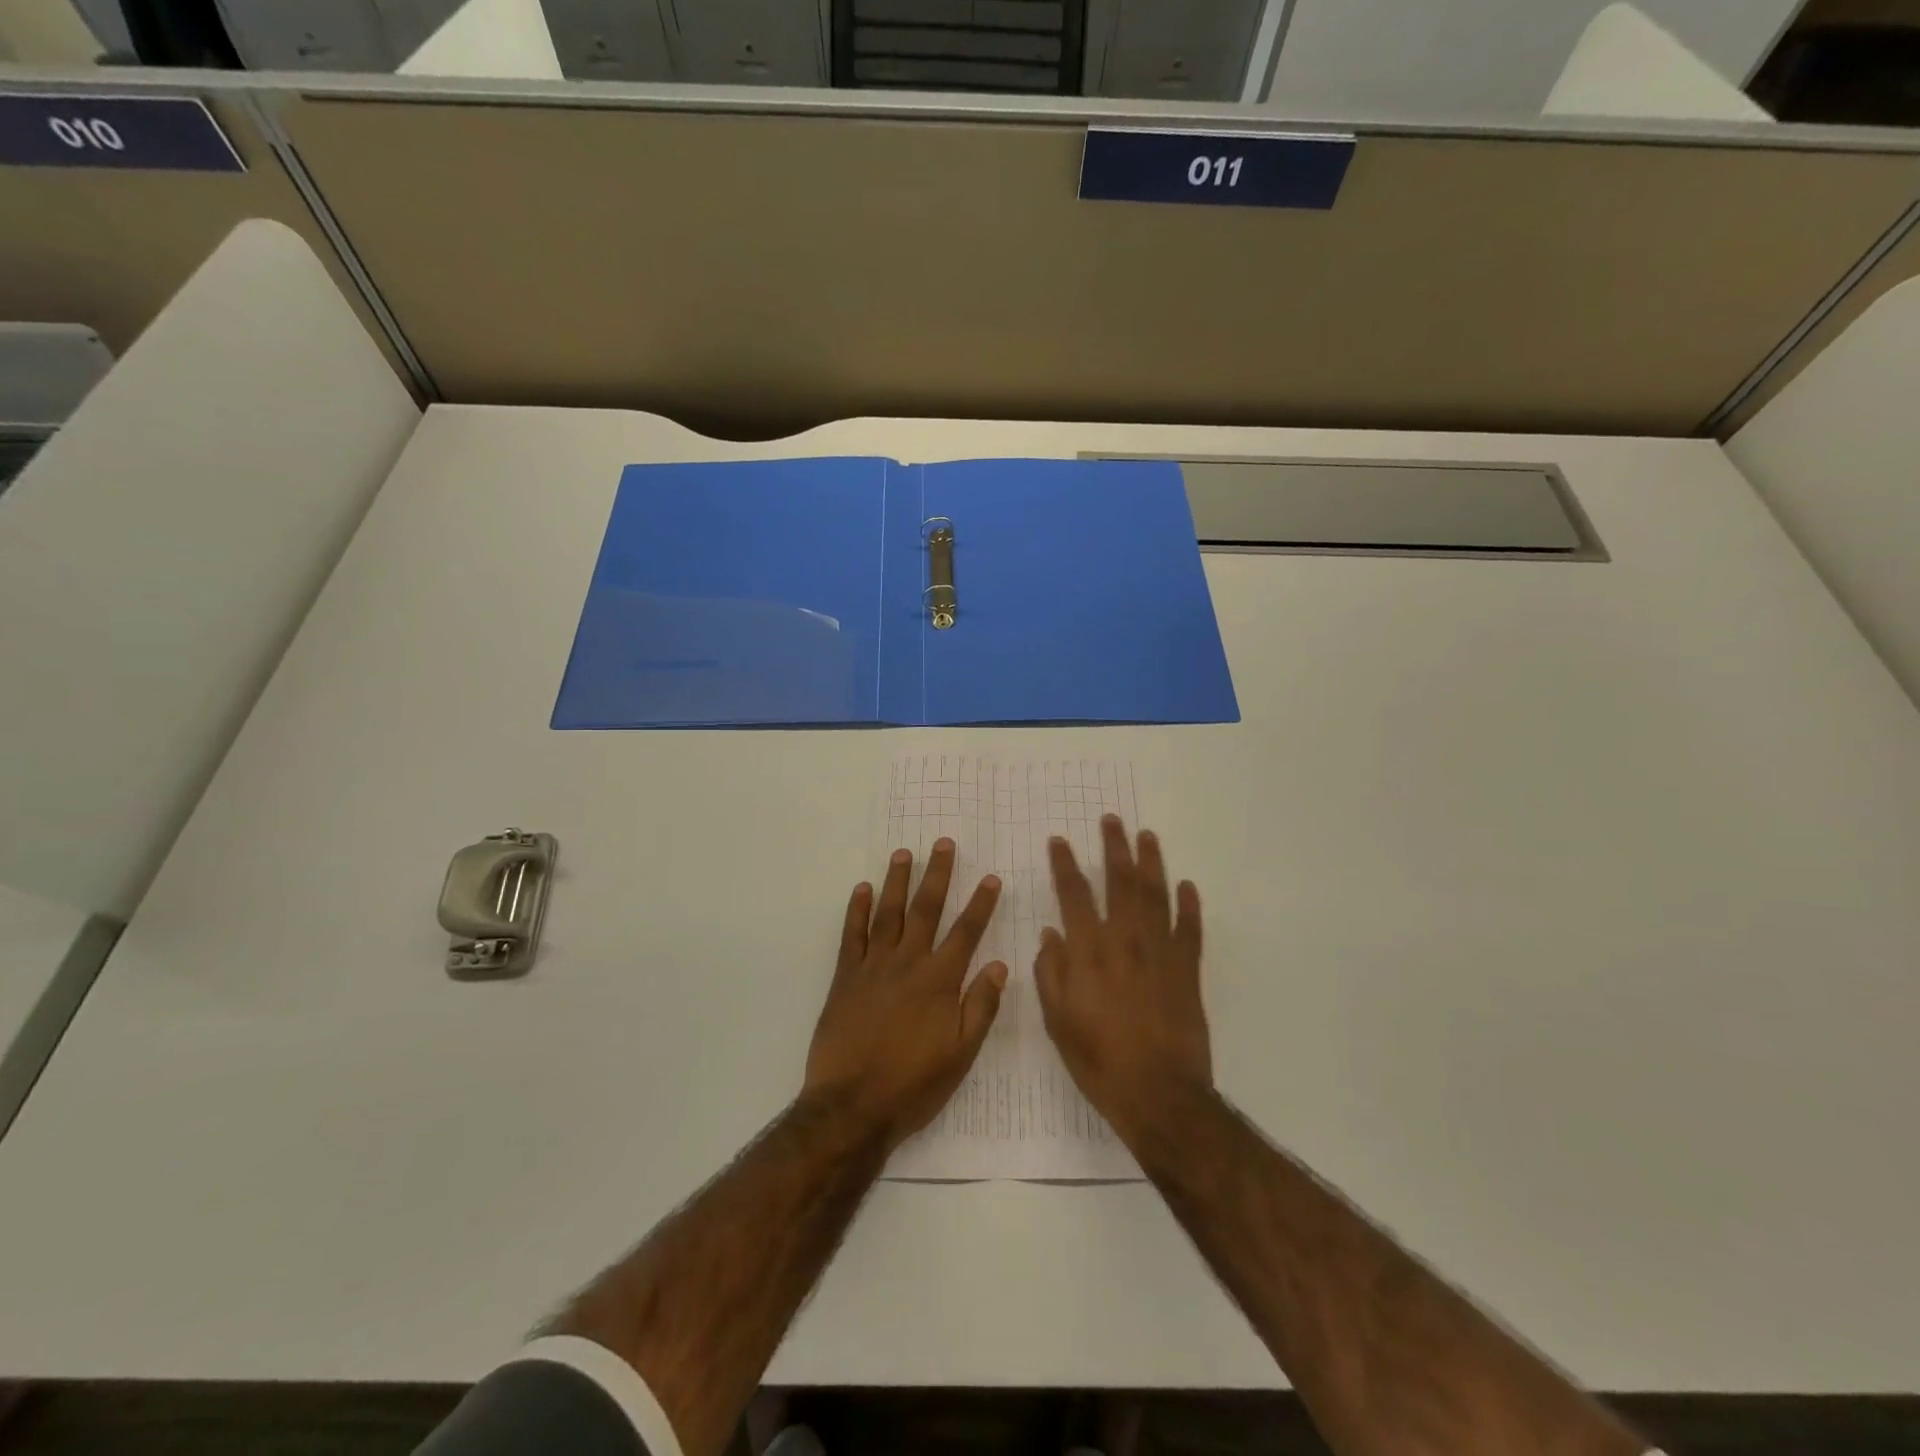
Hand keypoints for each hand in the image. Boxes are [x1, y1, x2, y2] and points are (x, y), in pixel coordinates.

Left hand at [803, 839, 1007, 1149]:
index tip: (991, 878)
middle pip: (925, 909)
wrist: (852, 1106)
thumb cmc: (913, 1084)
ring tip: (904, 853)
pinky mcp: (845, 977)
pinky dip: (857, 910)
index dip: (981, 904)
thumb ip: (981, 1007)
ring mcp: (873, 967)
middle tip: (943, 843)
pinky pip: (852, 935)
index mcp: (939, 981)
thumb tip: (1001, 966)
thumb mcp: (961, 1054)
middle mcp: (908, 963)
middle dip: (937, 875)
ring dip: (897, 881)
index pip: (966, 932)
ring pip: (888, 913)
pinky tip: (862, 888)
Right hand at [1036, 815, 1212, 1145]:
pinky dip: (1190, 906)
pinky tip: (1188, 886)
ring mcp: (1161, 954)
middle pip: (1120, 882)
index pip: (1074, 895)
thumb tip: (1051, 934)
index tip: (1059, 841)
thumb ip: (1051, 972)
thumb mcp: (1058, 1021)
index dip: (1065, 864)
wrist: (1159, 1094)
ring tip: (1147, 836)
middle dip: (1114, 848)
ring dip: (1152, 863)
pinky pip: (1190, 930)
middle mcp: (1126, 941)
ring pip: (1157, 896)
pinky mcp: (1188, 971)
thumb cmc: (1099, 1060)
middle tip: (1112, 820)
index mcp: (1089, 952)